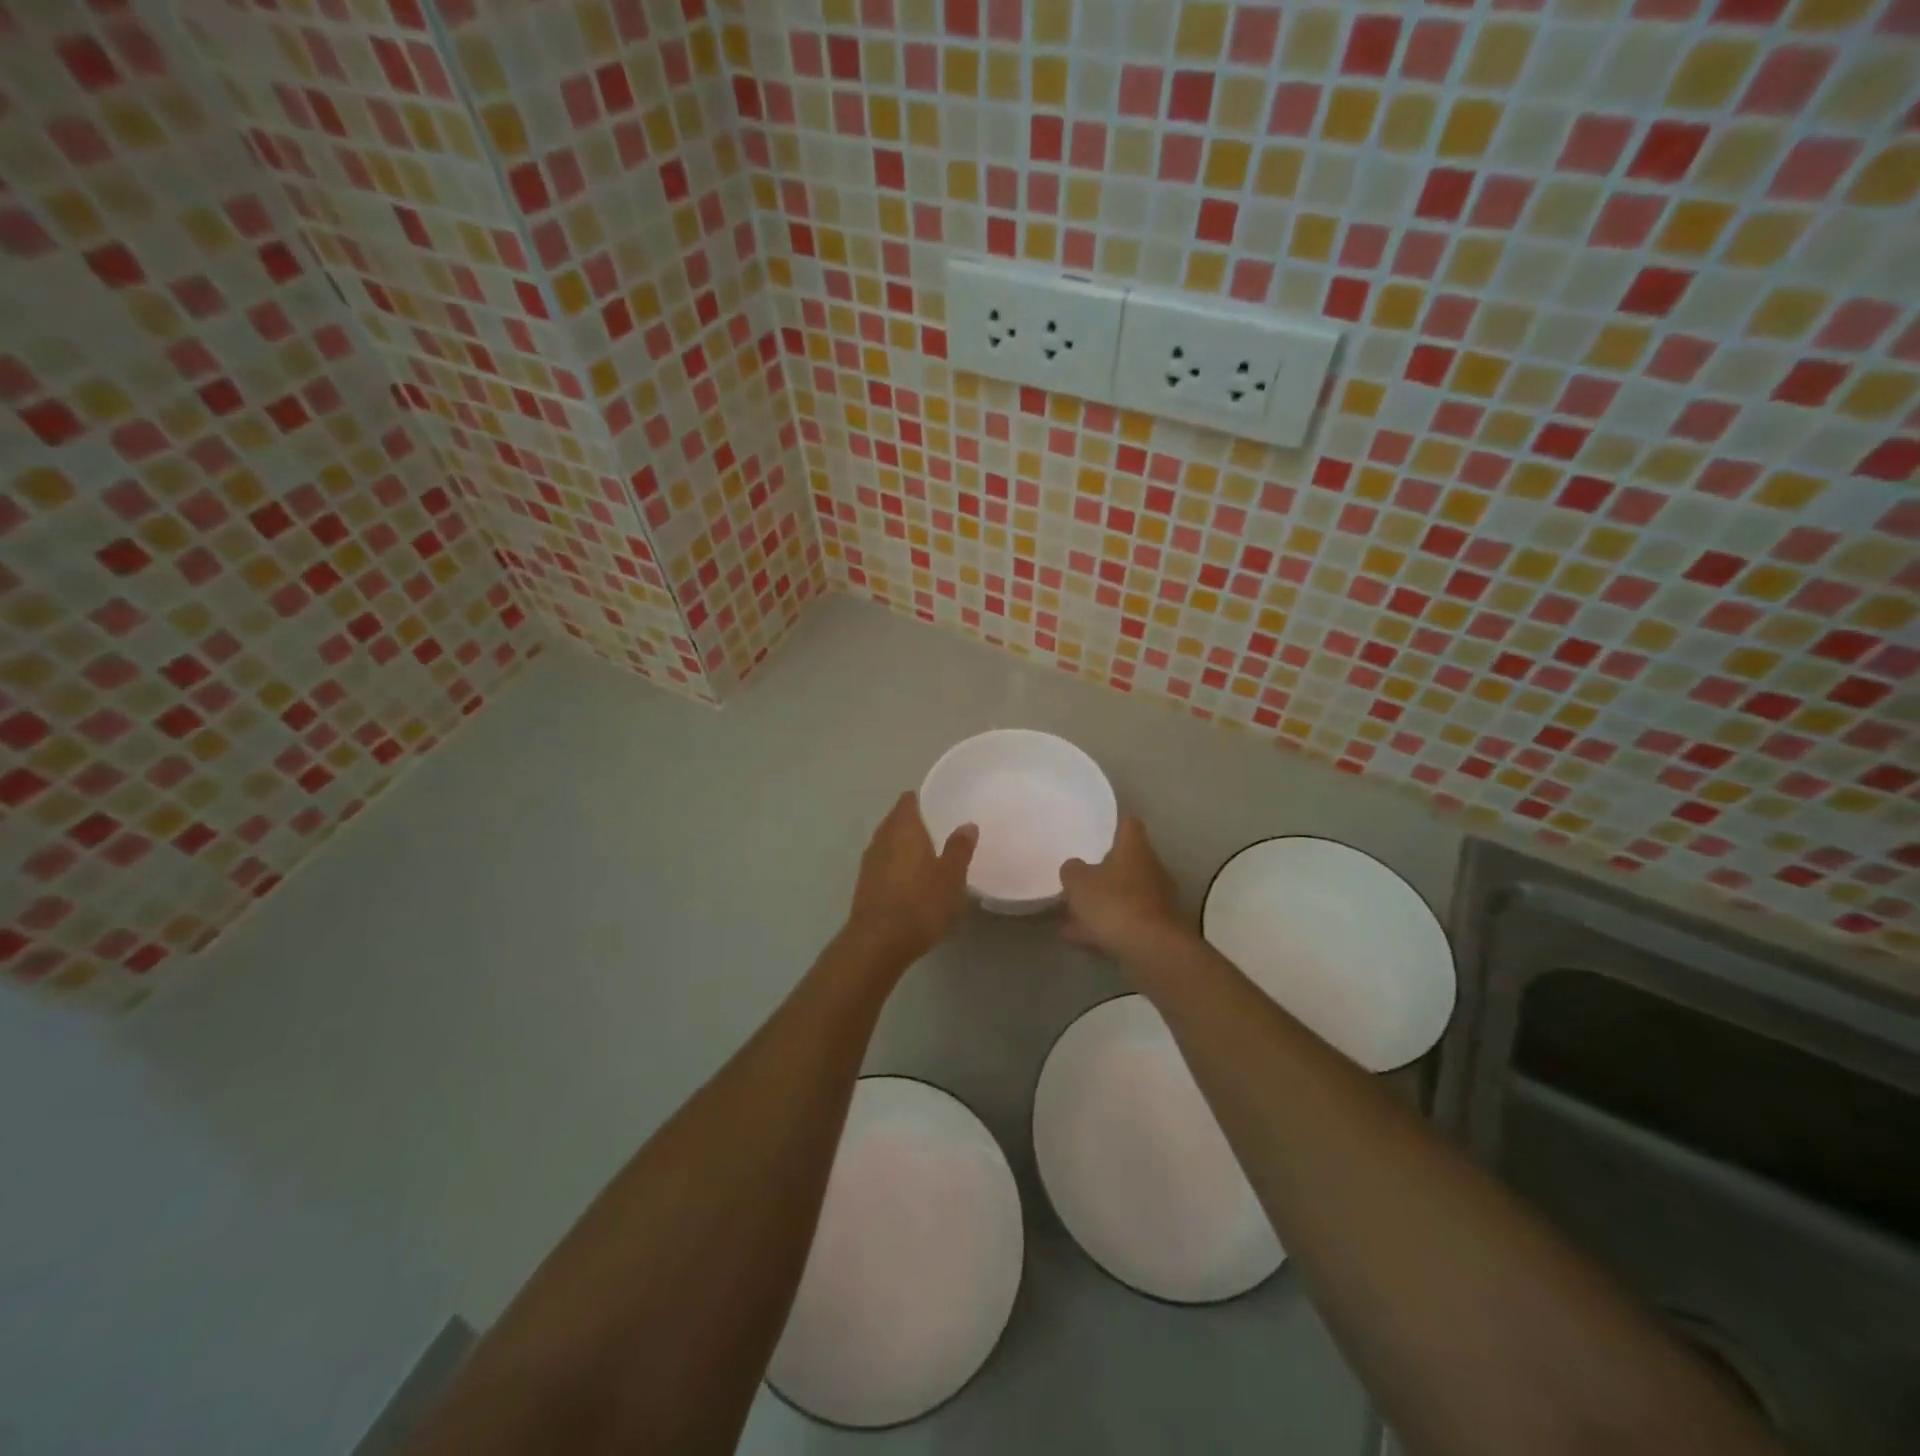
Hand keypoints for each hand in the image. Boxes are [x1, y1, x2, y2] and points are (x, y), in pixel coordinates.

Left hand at [844, 792, 978, 970]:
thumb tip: (967, 825)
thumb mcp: (951, 877)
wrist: (878, 942)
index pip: (908, 800)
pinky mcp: (865, 884)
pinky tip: (911, 879)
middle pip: (896, 820)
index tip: (939, 805)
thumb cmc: (920, 903)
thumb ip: (959, 848)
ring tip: (928, 854)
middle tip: (940, 830)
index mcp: (903, 829)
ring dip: (904, 844)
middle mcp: (882, 838)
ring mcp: (869, 861)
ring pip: (888, 842)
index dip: (922, 800)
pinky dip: (896, 864)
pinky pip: (883, 862)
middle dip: (915, 822)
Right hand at [1059, 815, 1182, 961]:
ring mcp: (1155, 900)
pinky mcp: (1154, 929)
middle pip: (1126, 862)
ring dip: (1100, 902)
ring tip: (1069, 913)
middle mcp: (1150, 869)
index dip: (1115, 822)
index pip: (1129, 824)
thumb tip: (1075, 867)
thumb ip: (1072, 870)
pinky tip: (1077, 936)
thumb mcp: (1078, 881)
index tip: (1101, 826)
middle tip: (1079, 874)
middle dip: (1103, 869)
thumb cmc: (1113, 902)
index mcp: (1135, 849)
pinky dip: (1102, 926)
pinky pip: (1123, 921)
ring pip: (1122, 894)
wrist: (1150, 949)